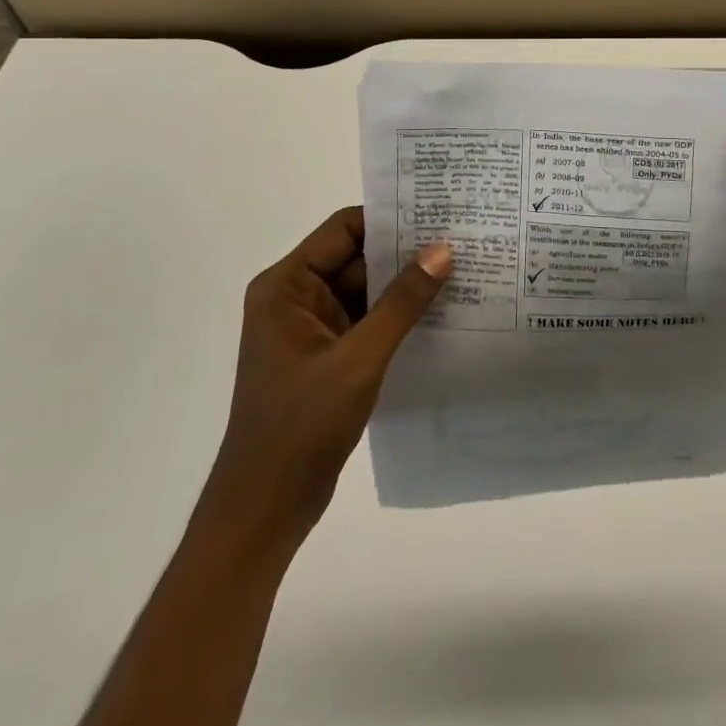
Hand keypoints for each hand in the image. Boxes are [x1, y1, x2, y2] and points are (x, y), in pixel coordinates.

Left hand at [205, 208, 450, 551]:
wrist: (264, 510)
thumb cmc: (301, 427)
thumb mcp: (358, 359)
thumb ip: (402, 303)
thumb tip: (442, 250)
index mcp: (286, 287)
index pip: (343, 231)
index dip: (388, 220)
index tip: (437, 215)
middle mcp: (295, 298)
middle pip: (355, 259)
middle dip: (404, 253)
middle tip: (460, 240)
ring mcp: (311, 329)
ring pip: (365, 291)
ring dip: (404, 286)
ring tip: (461, 271)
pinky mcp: (326, 357)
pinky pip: (366, 321)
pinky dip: (397, 317)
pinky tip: (439, 313)